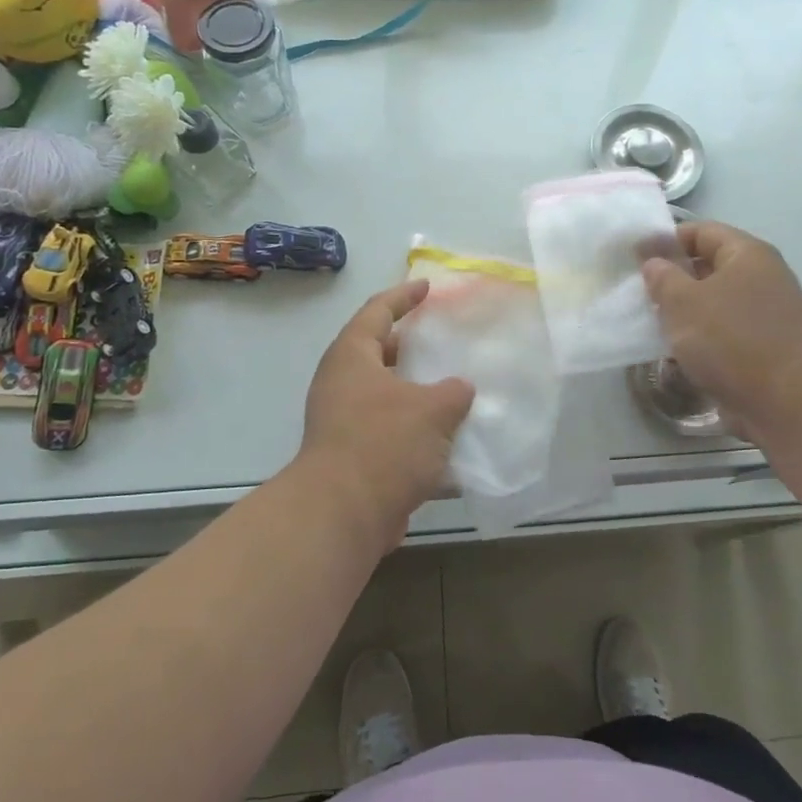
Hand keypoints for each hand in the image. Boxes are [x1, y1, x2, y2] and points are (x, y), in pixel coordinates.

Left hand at [297, 281, 474, 550]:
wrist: (344, 514)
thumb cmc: (384, 443)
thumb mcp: (432, 408)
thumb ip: (453, 392)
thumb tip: (459, 391)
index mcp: (351, 358)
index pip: (377, 312)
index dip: (403, 296)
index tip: (426, 287)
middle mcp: (342, 385)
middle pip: (378, 353)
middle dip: (409, 346)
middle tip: (440, 338)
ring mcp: (344, 423)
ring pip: (386, 396)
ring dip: (417, 393)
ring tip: (453, 389)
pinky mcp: (354, 457)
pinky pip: (391, 433)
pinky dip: (417, 432)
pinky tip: (450, 442)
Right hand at [642, 221, 801, 443]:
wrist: (786, 401)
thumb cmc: (730, 340)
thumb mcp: (683, 302)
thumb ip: (662, 277)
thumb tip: (654, 263)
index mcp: (747, 254)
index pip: (701, 231)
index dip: (667, 240)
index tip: (636, 259)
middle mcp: (762, 277)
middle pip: (710, 266)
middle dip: (675, 278)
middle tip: (642, 294)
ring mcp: (767, 313)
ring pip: (716, 301)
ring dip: (687, 311)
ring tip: (655, 324)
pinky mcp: (765, 346)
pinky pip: (726, 331)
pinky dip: (703, 337)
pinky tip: (680, 352)